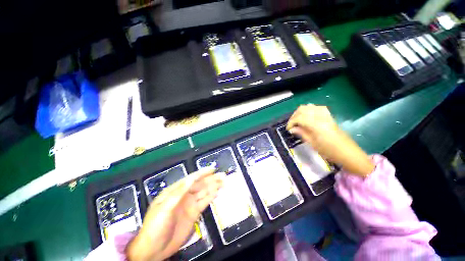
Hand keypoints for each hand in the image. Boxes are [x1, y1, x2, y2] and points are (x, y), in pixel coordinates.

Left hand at [126, 167, 223, 260]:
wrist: (154, 249)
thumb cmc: (155, 227)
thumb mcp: (164, 209)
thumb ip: (177, 194)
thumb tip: (190, 179)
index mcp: (175, 191)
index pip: (191, 179)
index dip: (202, 173)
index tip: (212, 169)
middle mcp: (184, 195)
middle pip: (200, 185)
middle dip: (211, 179)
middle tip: (222, 175)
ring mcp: (190, 204)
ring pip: (204, 192)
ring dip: (214, 186)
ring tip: (223, 181)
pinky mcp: (194, 213)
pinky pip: (205, 202)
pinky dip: (212, 196)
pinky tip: (218, 192)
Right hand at [287, 104, 373, 176]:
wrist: (348, 153)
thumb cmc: (329, 151)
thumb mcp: (313, 144)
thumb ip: (302, 133)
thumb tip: (292, 129)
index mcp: (316, 125)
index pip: (299, 118)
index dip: (291, 122)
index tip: (288, 129)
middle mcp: (321, 117)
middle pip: (303, 109)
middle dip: (294, 116)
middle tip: (292, 124)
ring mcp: (326, 115)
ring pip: (310, 106)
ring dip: (301, 112)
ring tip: (298, 120)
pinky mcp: (329, 116)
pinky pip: (317, 108)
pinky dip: (309, 110)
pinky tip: (307, 117)